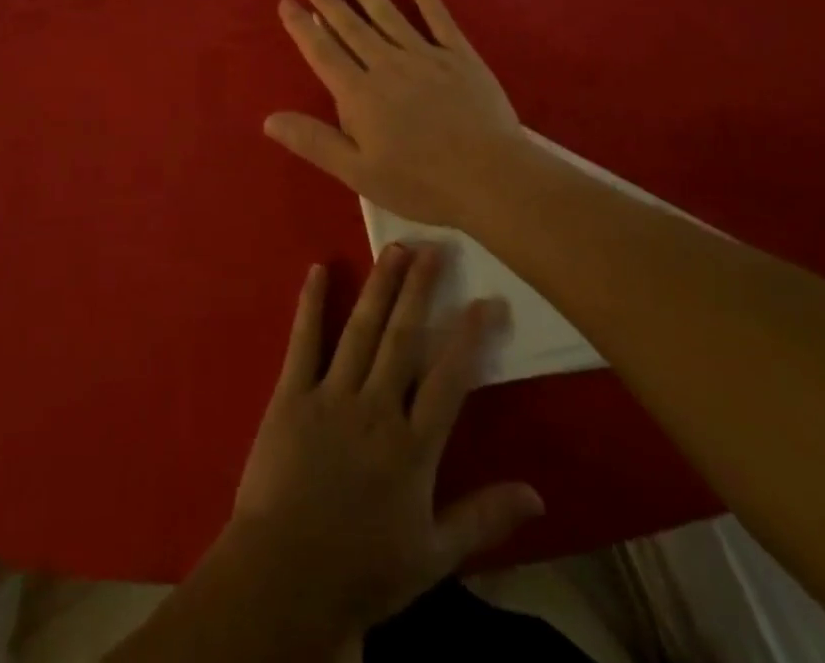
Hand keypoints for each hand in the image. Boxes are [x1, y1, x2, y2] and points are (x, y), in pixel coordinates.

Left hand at [224, 246, 543, 638]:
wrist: (285, 578)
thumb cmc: (363, 569)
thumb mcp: (433, 555)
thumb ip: (484, 518)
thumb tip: (539, 494)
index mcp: (412, 445)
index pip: (450, 379)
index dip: (470, 336)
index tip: (488, 300)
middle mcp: (375, 407)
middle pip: (403, 338)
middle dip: (421, 290)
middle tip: (434, 247)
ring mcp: (330, 395)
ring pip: (361, 329)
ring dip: (379, 285)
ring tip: (394, 247)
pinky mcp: (292, 394)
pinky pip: (304, 341)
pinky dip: (310, 303)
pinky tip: (316, 269)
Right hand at [265, 0, 523, 228]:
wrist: (490, 178)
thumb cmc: (420, 182)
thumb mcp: (359, 172)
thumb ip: (314, 142)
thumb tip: (269, 119)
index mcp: (360, 94)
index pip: (323, 52)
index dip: (303, 26)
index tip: (287, 2)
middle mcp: (387, 65)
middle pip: (351, 26)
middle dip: (328, 0)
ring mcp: (426, 56)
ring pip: (387, 15)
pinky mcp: (460, 56)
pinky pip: (438, 19)